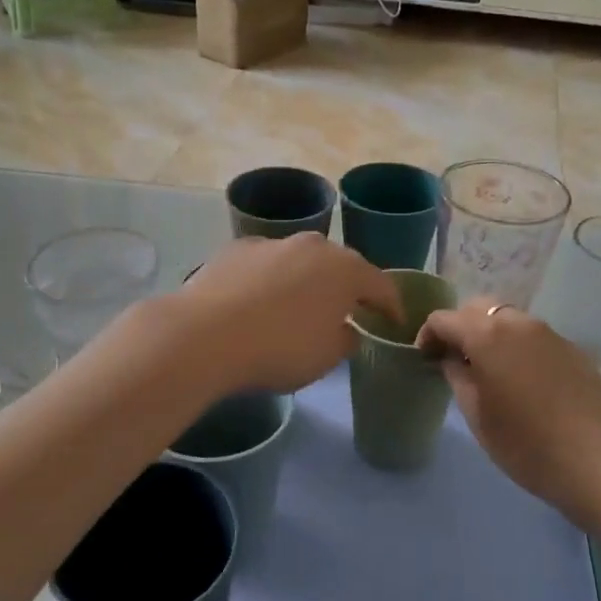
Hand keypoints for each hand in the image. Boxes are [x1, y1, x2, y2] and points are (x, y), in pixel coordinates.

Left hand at [175, 234, 401, 393]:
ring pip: (299, 261)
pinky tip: (256, 302)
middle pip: (340, 266)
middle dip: (346, 287)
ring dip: (305, 281)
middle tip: (347, 310)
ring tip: (297, 307)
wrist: (205, 335)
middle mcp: (312, 245)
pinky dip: (268, 280)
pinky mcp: (235, 249)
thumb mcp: (326, 357)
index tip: (394, 322)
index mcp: (345, 269)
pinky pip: (265, 266)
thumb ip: (345, 339)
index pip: (381, 285)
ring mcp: (271, 243)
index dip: (391, 305)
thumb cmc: (280, 348)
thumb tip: (345, 329)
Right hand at [416, 299, 600, 528]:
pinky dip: (519, 347)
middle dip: (461, 327)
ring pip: (509, 319)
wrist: (594, 462)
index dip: (428, 335)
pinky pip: (535, 337)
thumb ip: (457, 376)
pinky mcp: (572, 349)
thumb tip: (450, 357)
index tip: (425, 359)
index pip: (444, 318)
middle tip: (454, 359)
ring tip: (489, 369)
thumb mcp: (476, 414)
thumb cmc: (523, 443)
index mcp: (487, 334)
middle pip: (478, 308)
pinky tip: (523, 380)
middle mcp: (518, 322)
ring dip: (491, 334)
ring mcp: (550, 333)